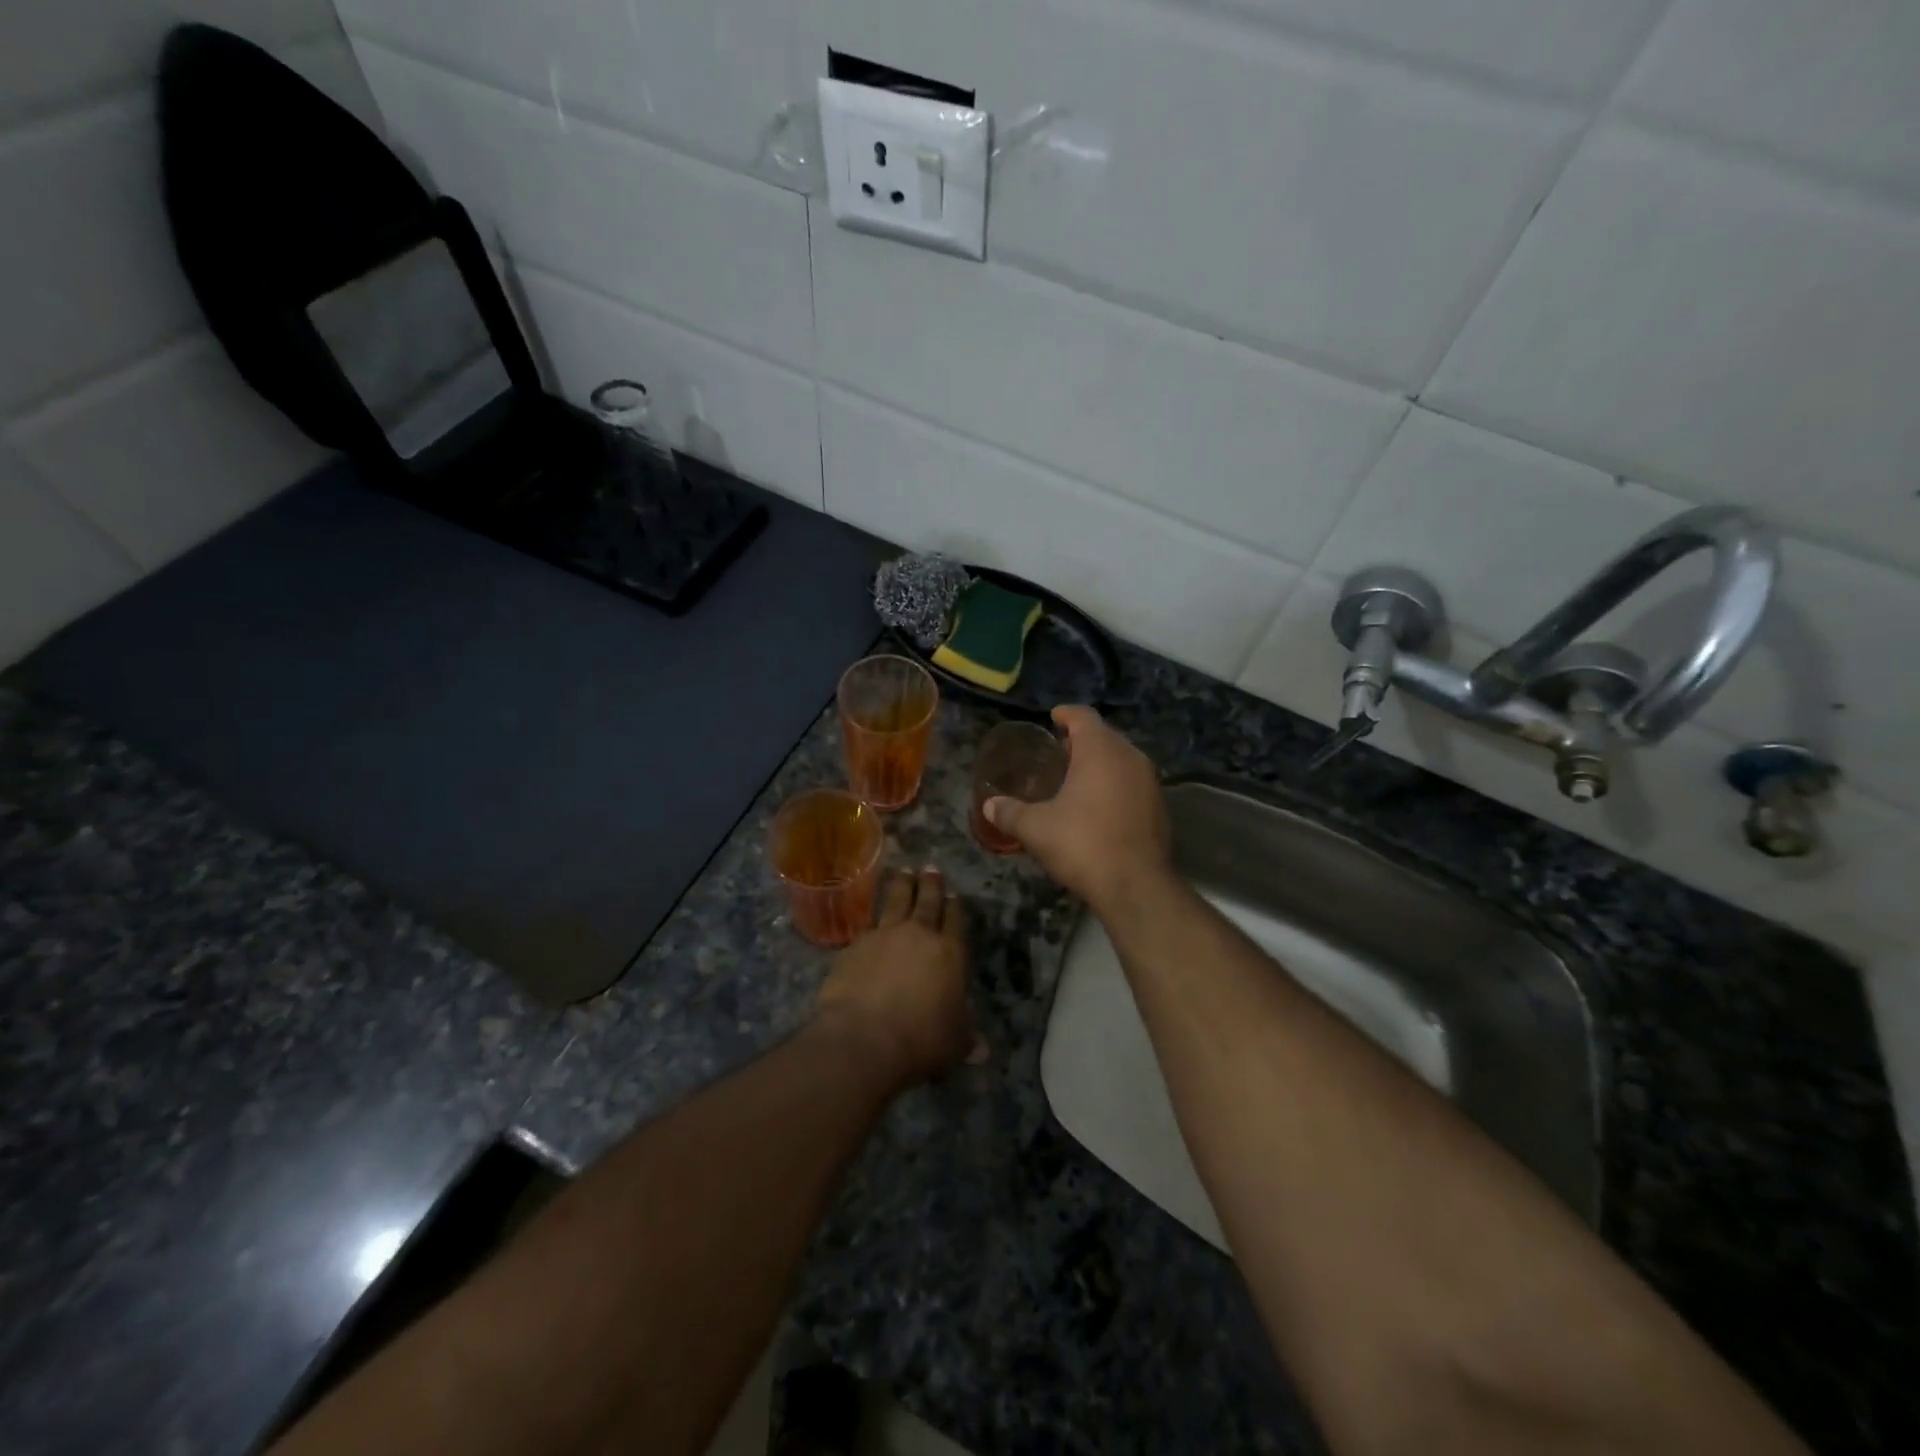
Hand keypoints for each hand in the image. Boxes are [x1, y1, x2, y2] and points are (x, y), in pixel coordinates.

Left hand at [815, 867, 979, 1089]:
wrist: (864, 1037)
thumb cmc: (921, 1039)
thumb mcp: (954, 1043)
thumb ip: (966, 1039)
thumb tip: (982, 1052)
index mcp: (949, 952)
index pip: (956, 920)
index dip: (955, 907)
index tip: (954, 895)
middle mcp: (918, 935)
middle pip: (926, 901)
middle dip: (930, 884)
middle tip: (930, 868)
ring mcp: (883, 936)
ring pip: (895, 901)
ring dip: (901, 885)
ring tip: (903, 872)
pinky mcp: (855, 945)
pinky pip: (868, 925)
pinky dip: (873, 919)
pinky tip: (871, 920)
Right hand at [984, 706, 1172, 910]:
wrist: (1136, 887)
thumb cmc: (1082, 845)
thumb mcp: (1036, 829)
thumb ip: (1010, 813)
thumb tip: (989, 806)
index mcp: (1100, 751)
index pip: (1083, 716)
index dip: (1066, 714)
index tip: (1053, 718)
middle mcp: (1130, 758)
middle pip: (1105, 736)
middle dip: (1082, 739)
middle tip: (1059, 750)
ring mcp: (1149, 782)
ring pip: (1122, 759)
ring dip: (1100, 762)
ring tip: (1076, 777)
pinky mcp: (1159, 807)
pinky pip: (1133, 782)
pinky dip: (1115, 783)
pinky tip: (1098, 804)